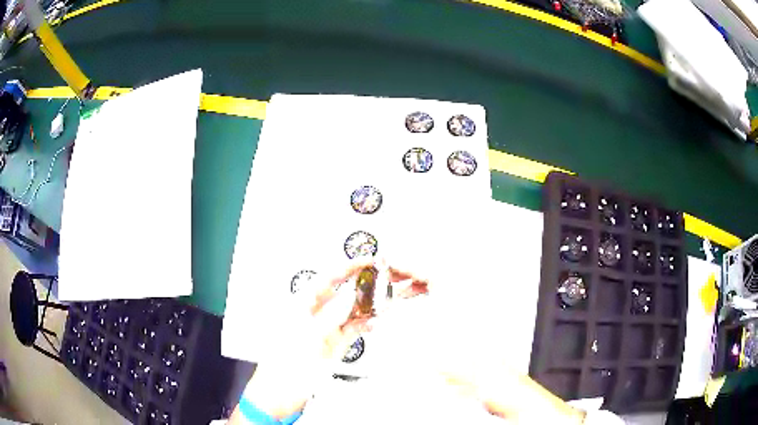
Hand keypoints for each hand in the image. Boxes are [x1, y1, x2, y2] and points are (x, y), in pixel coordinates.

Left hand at [233, 257, 406, 420]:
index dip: (349, 266)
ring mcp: (327, 329)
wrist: (282, 393)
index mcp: (303, 304)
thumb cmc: (283, 365)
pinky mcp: (336, 344)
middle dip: (365, 284)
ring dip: (370, 305)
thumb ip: (330, 316)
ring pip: (353, 310)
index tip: (369, 260)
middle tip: (386, 278)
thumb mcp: (307, 337)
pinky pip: (355, 328)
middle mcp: (316, 313)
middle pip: (345, 291)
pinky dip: (367, 325)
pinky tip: (374, 323)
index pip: (329, 278)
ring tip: (387, 300)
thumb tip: (350, 297)